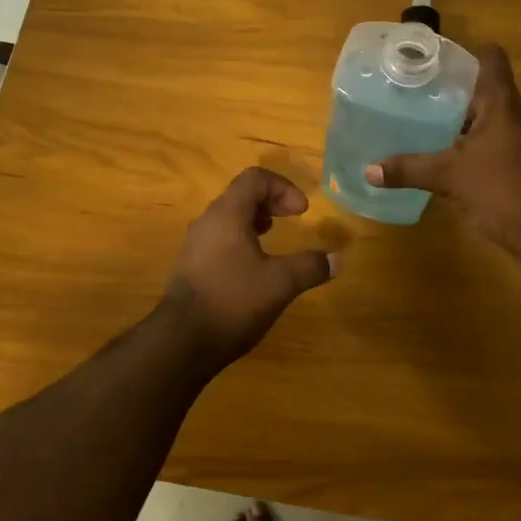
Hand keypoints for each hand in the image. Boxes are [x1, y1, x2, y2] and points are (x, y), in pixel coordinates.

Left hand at [160, 167, 338, 368]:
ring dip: (255, 220)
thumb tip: (337, 259)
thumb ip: (310, 267)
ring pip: (229, 217)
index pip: (255, 178)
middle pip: (241, 194)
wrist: (183, 341)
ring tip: (273, 238)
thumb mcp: (280, 283)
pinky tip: (253, 267)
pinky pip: (219, 238)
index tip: (301, 212)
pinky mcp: (191, 265)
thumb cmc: (233, 301)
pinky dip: (241, 239)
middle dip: (271, 202)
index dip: (283, 187)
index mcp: (227, 214)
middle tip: (293, 218)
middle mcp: (207, 221)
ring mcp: (196, 244)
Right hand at [364, 43, 520, 268]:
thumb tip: (368, 170)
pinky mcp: (510, 166)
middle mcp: (510, 117)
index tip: (431, 57)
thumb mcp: (451, 177)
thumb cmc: (505, 189)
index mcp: (501, 104)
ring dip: (451, 119)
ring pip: (478, 119)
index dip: (464, 52)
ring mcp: (513, 143)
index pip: (490, 59)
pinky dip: (458, 146)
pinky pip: (480, 146)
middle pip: (479, 89)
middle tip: (407, 89)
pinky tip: (432, 155)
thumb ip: (410, 169)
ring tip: (412, 119)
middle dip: (445, 89)